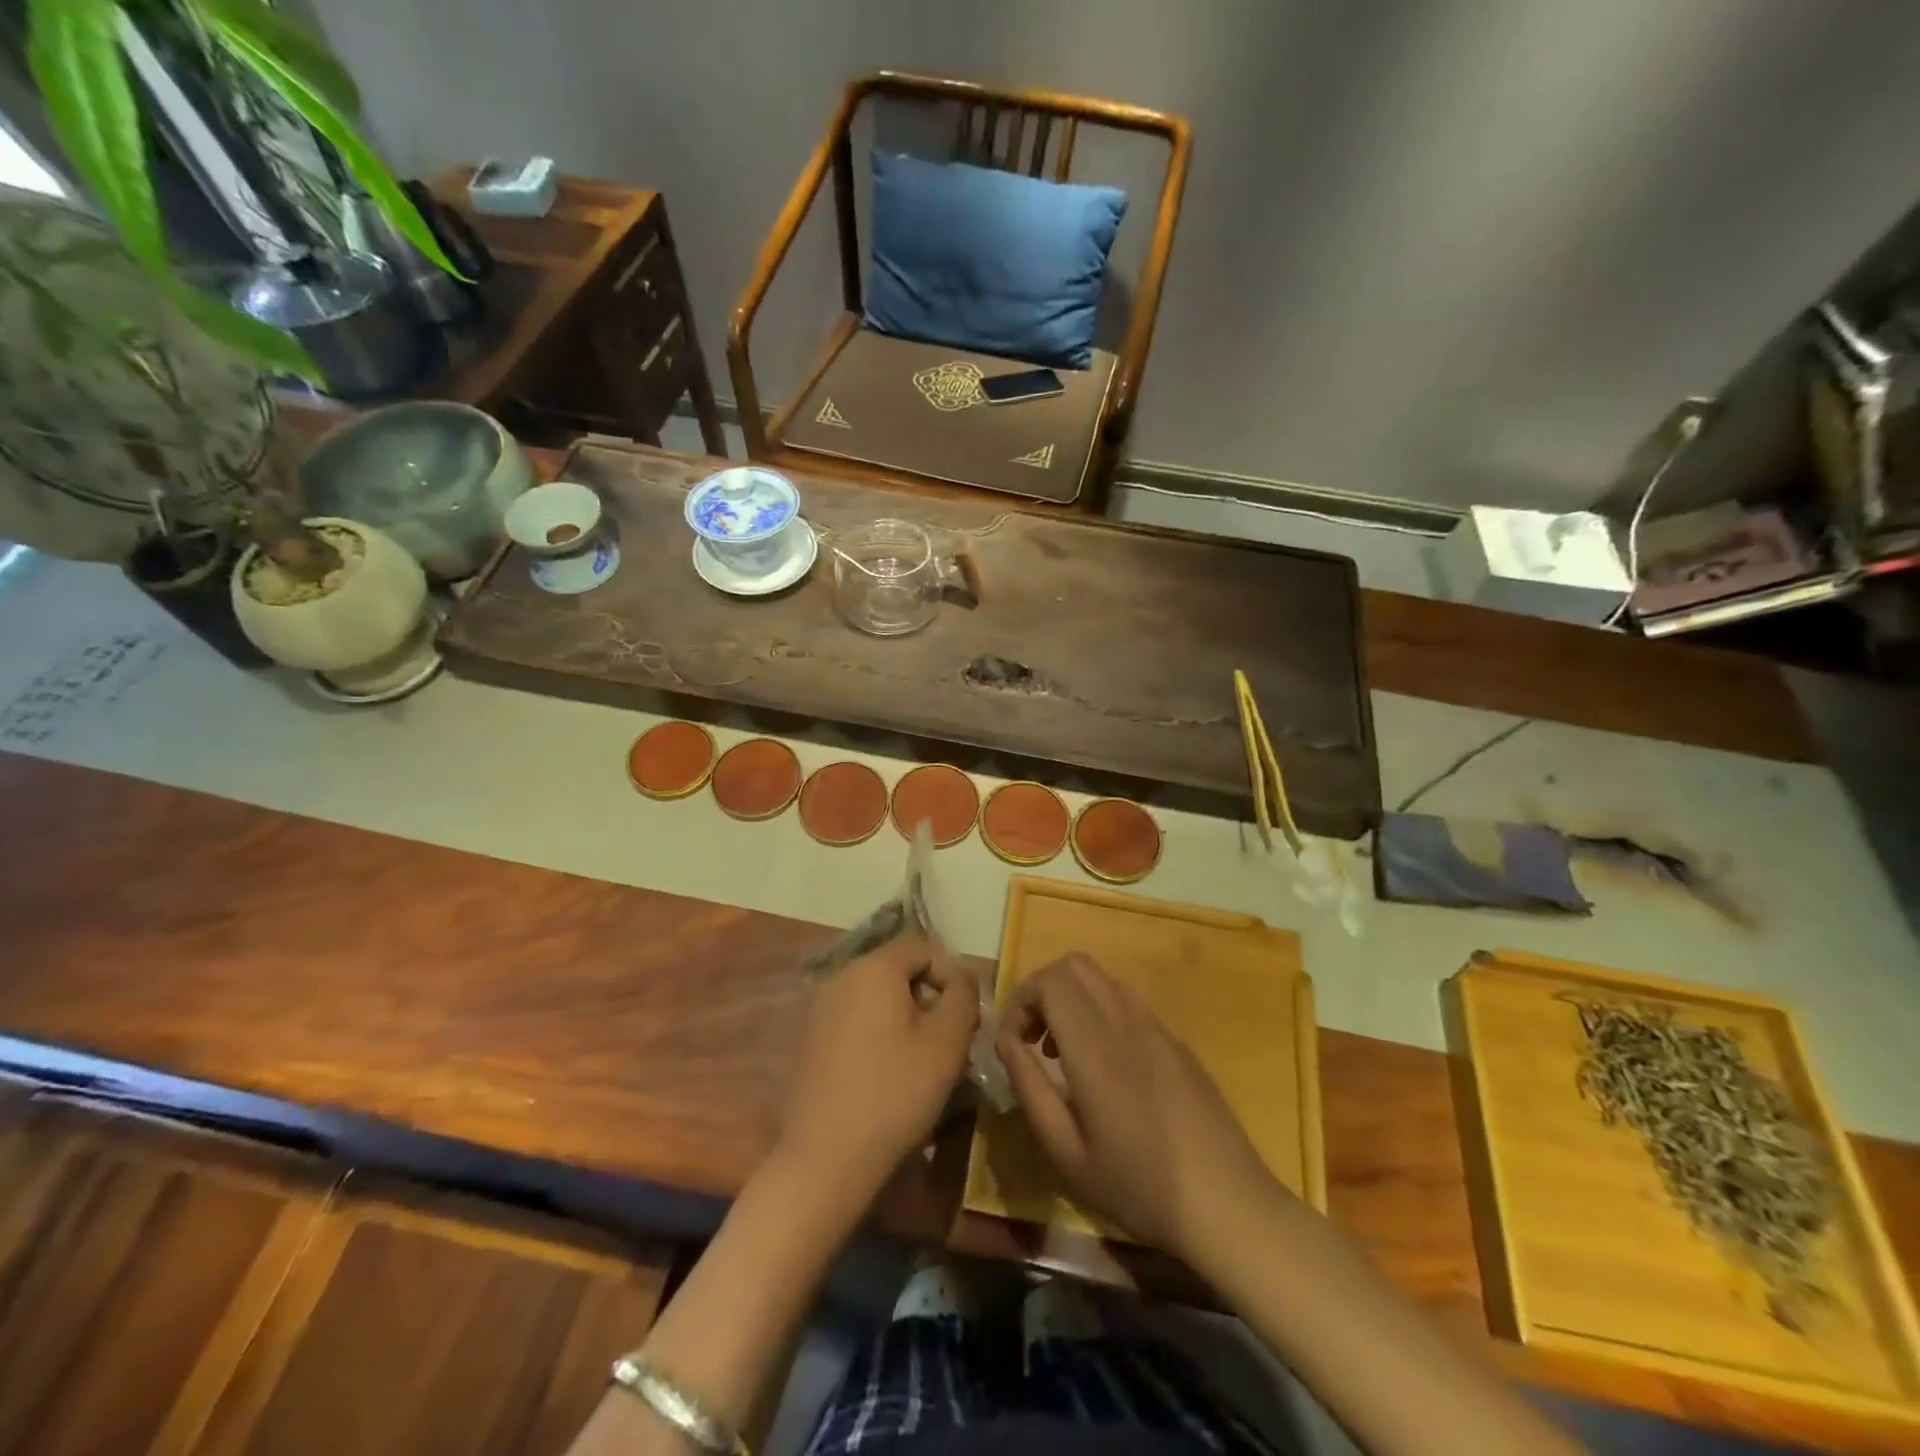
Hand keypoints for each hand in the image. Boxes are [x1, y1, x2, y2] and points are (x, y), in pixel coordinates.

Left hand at [776, 934, 979, 1201]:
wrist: (825, 1158)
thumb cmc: (894, 1094)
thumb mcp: (946, 1042)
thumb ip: (963, 996)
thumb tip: (963, 976)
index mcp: (873, 968)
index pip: (922, 947)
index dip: (951, 974)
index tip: (965, 1015)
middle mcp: (840, 976)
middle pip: (897, 969)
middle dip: (928, 995)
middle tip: (948, 1038)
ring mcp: (819, 1007)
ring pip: (876, 995)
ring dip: (904, 1015)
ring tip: (922, 1058)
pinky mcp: (810, 1038)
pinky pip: (855, 1017)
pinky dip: (878, 1031)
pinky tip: (888, 1071)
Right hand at [996, 952, 1280, 1260]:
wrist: (1229, 1205)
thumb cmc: (1139, 1187)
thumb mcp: (1066, 1152)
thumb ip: (1029, 1087)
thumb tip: (1006, 1042)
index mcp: (1096, 1047)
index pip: (1050, 980)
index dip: (1020, 1001)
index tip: (1014, 1045)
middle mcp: (1126, 1021)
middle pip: (1075, 964)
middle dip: (1043, 990)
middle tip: (1033, 1039)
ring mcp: (1157, 1027)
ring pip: (1103, 978)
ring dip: (1072, 998)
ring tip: (1063, 1053)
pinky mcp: (1177, 1041)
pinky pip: (1128, 1002)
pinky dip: (1100, 1011)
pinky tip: (1104, 1066)